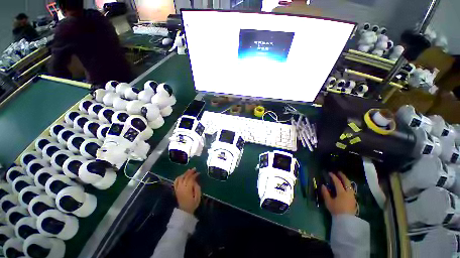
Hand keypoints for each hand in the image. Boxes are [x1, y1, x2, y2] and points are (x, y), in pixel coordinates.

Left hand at [174, 168, 201, 214]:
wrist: (184, 211)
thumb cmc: (193, 204)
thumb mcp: (198, 196)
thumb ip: (197, 187)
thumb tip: (195, 181)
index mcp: (187, 189)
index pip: (190, 179)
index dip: (194, 175)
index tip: (198, 172)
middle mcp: (181, 187)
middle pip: (185, 177)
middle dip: (190, 172)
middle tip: (194, 169)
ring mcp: (178, 188)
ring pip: (180, 178)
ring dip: (184, 173)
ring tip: (189, 171)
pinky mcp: (176, 190)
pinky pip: (176, 181)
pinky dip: (179, 177)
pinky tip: (182, 175)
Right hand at [321, 172, 356, 215]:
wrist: (347, 221)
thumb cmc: (336, 210)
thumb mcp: (329, 202)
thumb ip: (325, 193)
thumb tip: (323, 185)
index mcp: (341, 193)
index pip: (337, 182)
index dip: (333, 177)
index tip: (330, 173)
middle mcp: (348, 193)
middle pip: (347, 182)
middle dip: (343, 176)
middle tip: (339, 172)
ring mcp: (352, 196)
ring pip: (350, 186)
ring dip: (346, 181)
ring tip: (343, 178)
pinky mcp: (354, 200)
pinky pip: (351, 190)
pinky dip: (348, 186)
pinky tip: (346, 187)